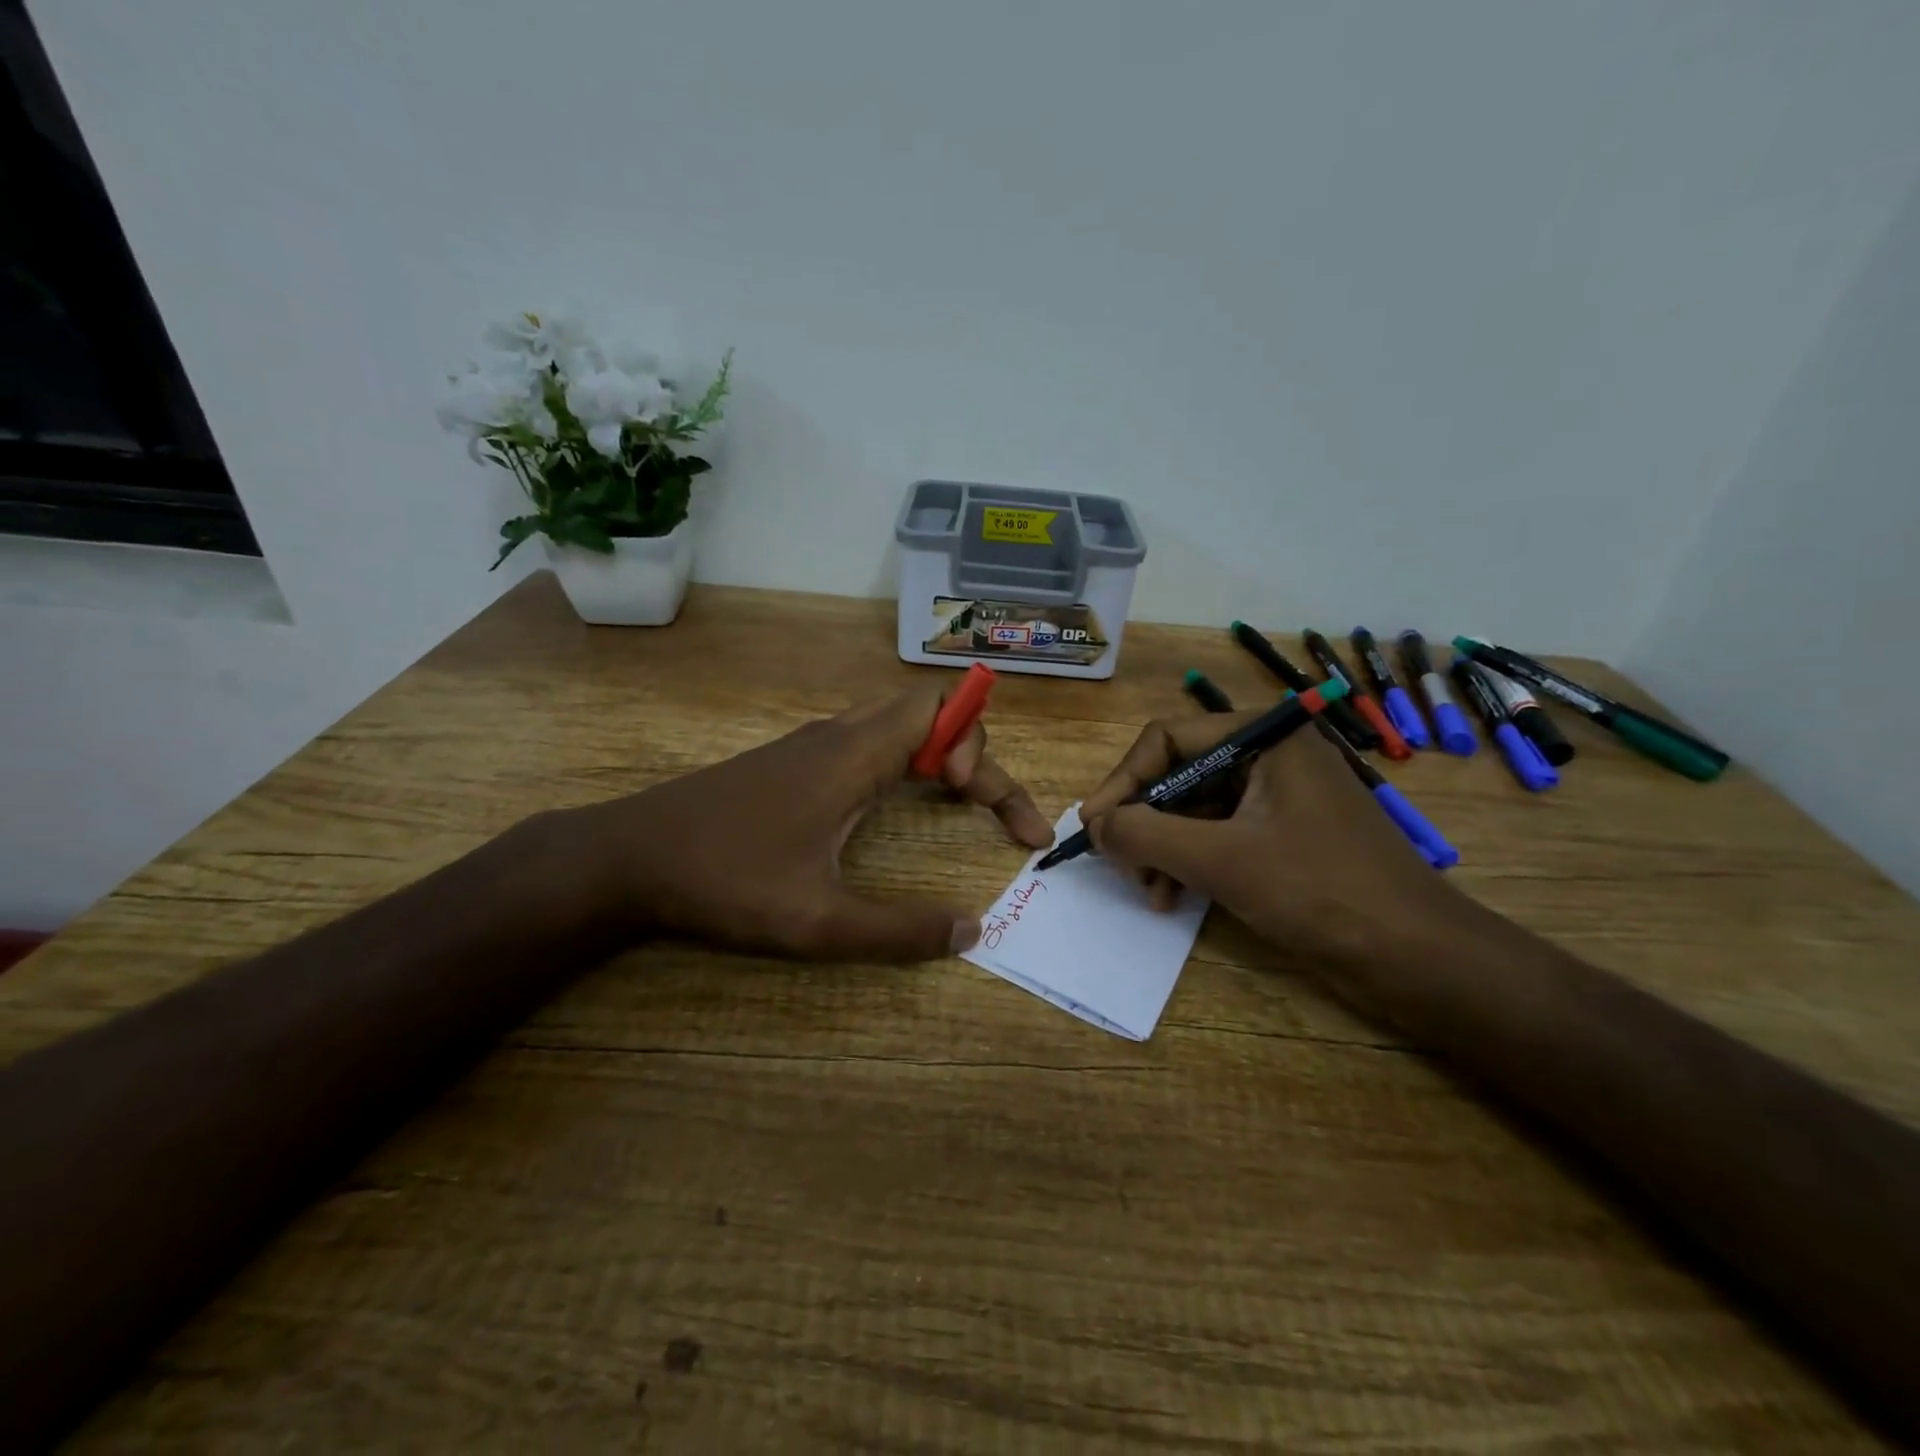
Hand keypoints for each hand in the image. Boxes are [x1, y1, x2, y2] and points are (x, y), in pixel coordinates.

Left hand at [568, 685, 1052, 962]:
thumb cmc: (724, 881)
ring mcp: (811, 745)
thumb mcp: (816, 920)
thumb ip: (897, 930)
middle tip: (982, 806)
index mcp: (852, 754)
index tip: (979, 804)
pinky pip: (869, 741)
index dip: (981, 749)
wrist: (627, 857)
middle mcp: (837, 735)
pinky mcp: (793, 762)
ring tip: (958, 803)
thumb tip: (971, 931)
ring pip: (897, 724)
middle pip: (928, 710)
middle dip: (973, 750)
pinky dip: (905, 761)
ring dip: (939, 754)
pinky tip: (894, 804)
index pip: (942, 713)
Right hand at [1078, 715, 1461, 963]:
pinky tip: (1175, 898)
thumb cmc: (1321, 892)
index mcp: (1265, 739)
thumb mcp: (1221, 861)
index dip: (1123, 781)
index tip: (1092, 826)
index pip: (1169, 739)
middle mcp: (1270, 758)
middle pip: (1180, 775)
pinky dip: (1191, 863)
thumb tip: (1094, 825)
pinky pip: (1219, 836)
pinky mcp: (1284, 837)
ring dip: (1163, 848)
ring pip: (1196, 810)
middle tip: (1119, 864)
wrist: (1420, 959)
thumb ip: (1147, 835)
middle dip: (1144, 822)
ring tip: (1149, 892)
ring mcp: (1279, 799)